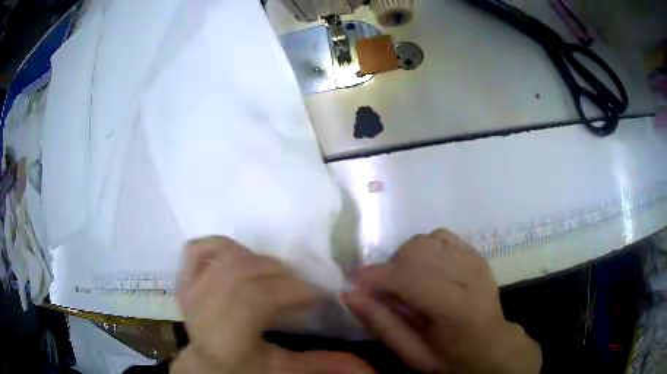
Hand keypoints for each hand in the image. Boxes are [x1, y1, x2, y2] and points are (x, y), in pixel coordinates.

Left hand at [171, 236, 373, 373]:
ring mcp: (189, 291)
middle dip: (282, 275)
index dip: (292, 291)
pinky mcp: (182, 281)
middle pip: (244, 273)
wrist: (206, 364)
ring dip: (259, 260)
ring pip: (226, 257)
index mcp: (226, 336)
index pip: (257, 298)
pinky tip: (239, 256)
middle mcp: (203, 309)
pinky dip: (220, 245)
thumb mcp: (282, 369)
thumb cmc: (243, 369)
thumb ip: (322, 365)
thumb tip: (371, 369)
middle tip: (301, 287)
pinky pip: (196, 248)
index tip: (318, 296)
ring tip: (277, 276)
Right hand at [343, 229, 541, 373]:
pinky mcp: (476, 254)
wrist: (491, 345)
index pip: (409, 278)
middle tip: (385, 291)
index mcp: (455, 309)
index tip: (355, 284)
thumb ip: (381, 324)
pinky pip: (440, 235)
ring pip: (425, 240)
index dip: (375, 276)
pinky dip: (424, 248)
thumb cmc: (451, 358)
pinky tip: (426, 269)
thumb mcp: (412, 354)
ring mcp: (475, 260)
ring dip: (406, 258)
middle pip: (415, 251)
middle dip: (389, 268)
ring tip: (407, 282)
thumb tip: (350, 294)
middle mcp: (469, 276)